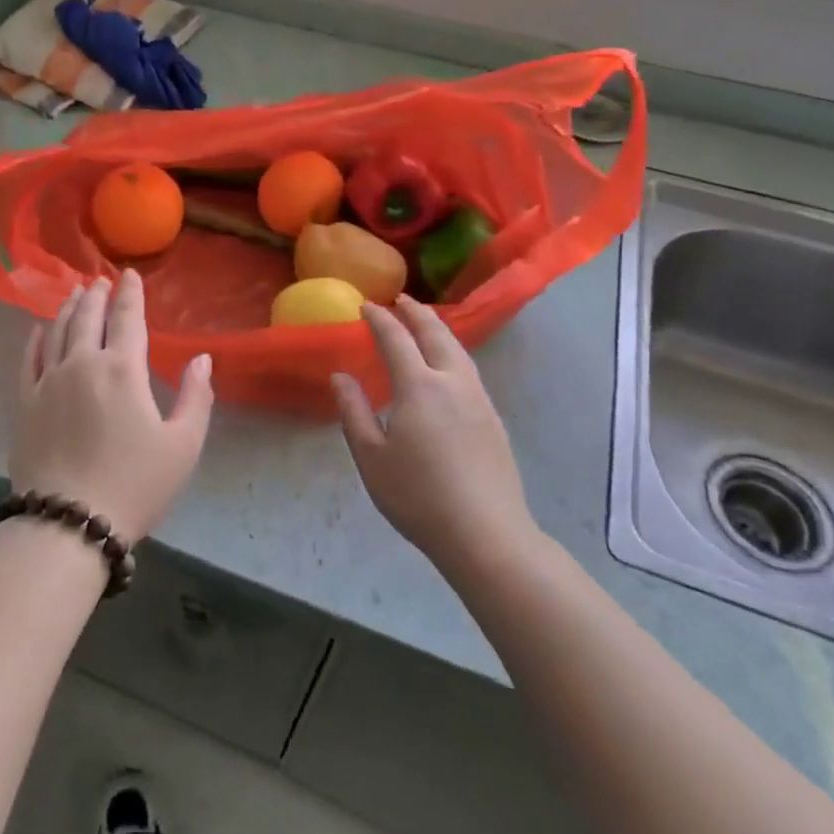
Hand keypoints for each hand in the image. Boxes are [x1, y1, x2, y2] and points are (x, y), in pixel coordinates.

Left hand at [13, 270, 213, 541]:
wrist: (67, 523)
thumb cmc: (134, 485)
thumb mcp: (183, 446)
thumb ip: (196, 396)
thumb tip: (202, 358)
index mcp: (123, 369)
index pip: (127, 318)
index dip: (130, 293)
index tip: (129, 274)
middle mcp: (82, 364)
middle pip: (88, 317)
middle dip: (96, 295)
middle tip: (99, 280)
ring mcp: (48, 381)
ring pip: (57, 331)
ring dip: (67, 308)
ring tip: (74, 294)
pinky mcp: (25, 403)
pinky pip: (29, 359)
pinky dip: (36, 338)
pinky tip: (39, 329)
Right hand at [333, 296, 542, 579]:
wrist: (486, 534)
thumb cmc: (418, 497)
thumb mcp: (371, 457)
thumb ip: (354, 411)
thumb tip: (340, 376)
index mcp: (419, 386)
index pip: (396, 339)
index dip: (380, 319)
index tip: (366, 306)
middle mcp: (452, 382)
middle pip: (436, 333)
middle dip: (417, 312)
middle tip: (401, 299)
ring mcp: (478, 399)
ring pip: (458, 349)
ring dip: (439, 328)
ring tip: (425, 322)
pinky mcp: (493, 418)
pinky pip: (469, 369)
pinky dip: (453, 351)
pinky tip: (447, 365)